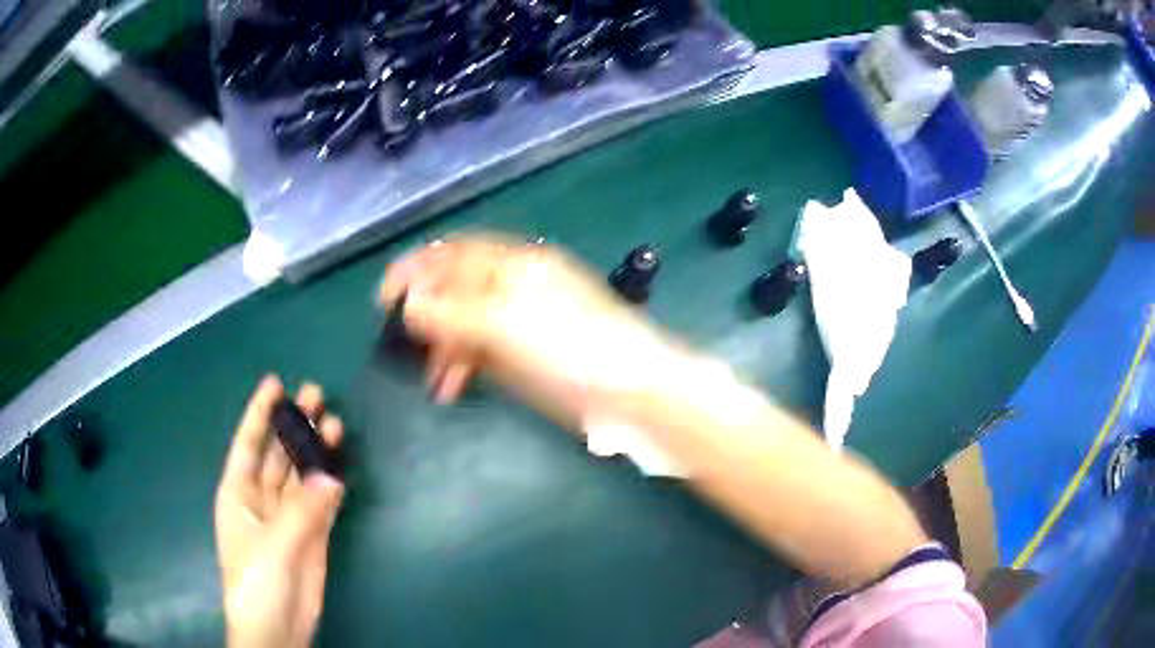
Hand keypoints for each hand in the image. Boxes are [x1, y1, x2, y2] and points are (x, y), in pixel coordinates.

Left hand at [215, 376, 345, 647]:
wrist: (277, 629)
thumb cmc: (257, 583)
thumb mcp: (272, 546)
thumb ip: (301, 511)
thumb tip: (331, 476)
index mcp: (238, 494)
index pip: (248, 444)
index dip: (259, 413)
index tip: (276, 382)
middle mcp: (261, 500)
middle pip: (278, 455)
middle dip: (293, 426)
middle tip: (316, 395)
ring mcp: (288, 520)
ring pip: (302, 477)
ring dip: (315, 452)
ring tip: (334, 424)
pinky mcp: (311, 538)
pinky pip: (320, 504)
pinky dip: (329, 487)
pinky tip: (339, 468)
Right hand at [380, 233, 688, 425]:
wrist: (627, 391)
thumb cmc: (572, 347)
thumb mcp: (509, 322)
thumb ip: (456, 311)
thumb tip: (409, 303)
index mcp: (515, 265)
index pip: (454, 254)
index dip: (416, 269)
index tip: (384, 297)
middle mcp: (513, 287)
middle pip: (455, 289)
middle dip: (425, 310)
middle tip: (397, 339)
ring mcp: (518, 324)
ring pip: (464, 324)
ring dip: (440, 345)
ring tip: (429, 378)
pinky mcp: (523, 358)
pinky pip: (478, 353)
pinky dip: (459, 366)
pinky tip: (448, 387)